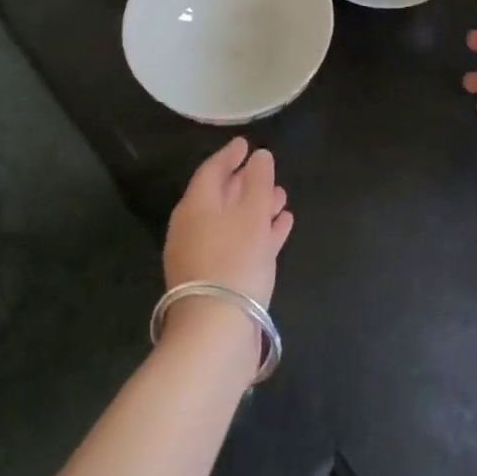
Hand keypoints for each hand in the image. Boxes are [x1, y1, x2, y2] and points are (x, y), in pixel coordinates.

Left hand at [163, 137, 293, 308]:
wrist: (216, 332)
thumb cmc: (234, 260)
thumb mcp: (252, 213)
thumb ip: (258, 180)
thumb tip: (259, 156)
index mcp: (195, 207)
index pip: (211, 170)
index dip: (230, 155)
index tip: (245, 143)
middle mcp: (193, 229)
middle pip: (220, 197)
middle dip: (246, 182)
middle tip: (268, 171)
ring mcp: (203, 257)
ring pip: (233, 222)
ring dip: (257, 208)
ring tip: (283, 198)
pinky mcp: (217, 281)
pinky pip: (239, 245)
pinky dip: (259, 232)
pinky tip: (282, 227)